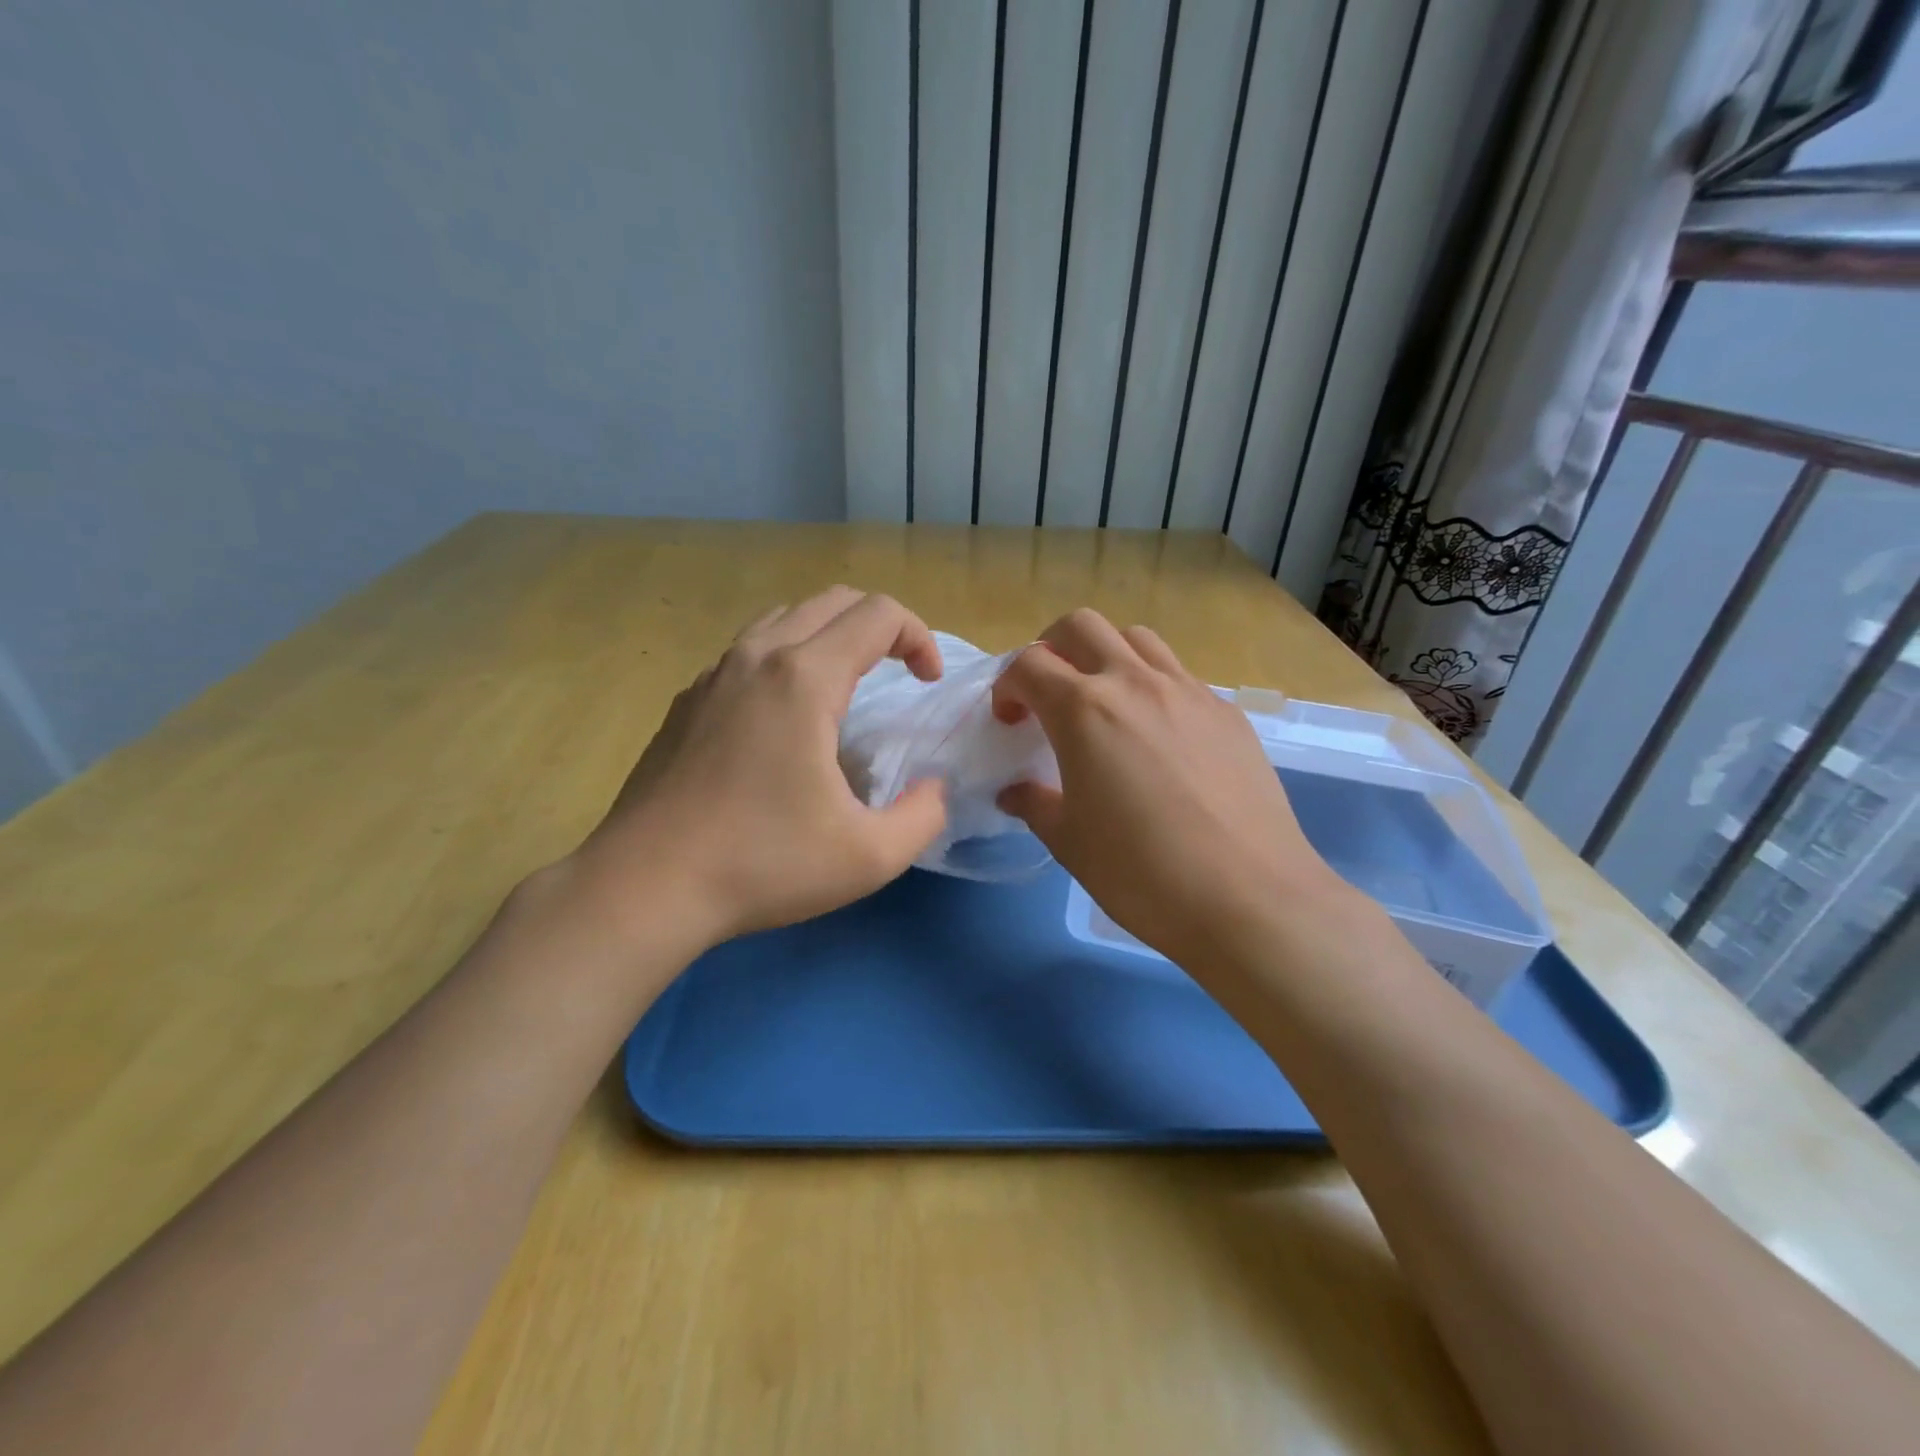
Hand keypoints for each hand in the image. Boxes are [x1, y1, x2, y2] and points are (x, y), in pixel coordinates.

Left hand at [570, 588, 949, 947]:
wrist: (645, 886)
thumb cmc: (762, 864)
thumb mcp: (869, 856)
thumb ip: (923, 816)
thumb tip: (932, 790)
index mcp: (804, 678)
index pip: (878, 614)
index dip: (919, 637)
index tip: (928, 683)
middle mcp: (756, 658)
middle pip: (832, 601)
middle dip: (880, 626)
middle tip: (899, 673)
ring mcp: (713, 676)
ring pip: (784, 619)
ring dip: (829, 636)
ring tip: (846, 687)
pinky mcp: (686, 702)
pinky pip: (747, 654)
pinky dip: (785, 660)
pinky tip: (784, 720)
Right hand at [992, 610, 1354, 967]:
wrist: (1248, 898)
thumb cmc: (1142, 873)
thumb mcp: (1070, 842)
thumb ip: (1035, 804)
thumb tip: (1015, 792)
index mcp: (1085, 710)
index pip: (1029, 664)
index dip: (1007, 686)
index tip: (1009, 721)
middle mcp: (1135, 683)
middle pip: (1082, 626)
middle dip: (1052, 648)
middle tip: (1049, 694)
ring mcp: (1188, 692)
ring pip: (1137, 639)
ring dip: (1107, 657)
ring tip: (1105, 704)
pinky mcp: (1227, 713)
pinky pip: (1180, 676)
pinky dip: (1153, 686)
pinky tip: (1159, 738)